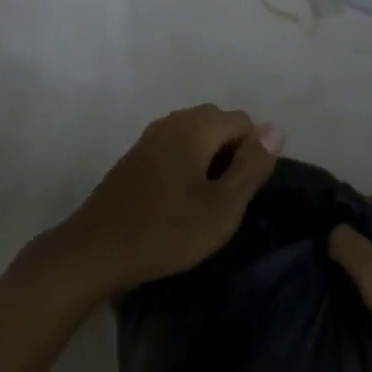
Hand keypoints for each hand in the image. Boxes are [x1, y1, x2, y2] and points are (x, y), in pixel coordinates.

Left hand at [48, 105, 281, 302]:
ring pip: (194, 135)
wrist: (96, 250)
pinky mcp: (134, 157)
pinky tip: (180, 200)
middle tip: (228, 198)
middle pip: (217, 122)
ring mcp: (149, 138)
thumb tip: (275, 129)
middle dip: (232, 152)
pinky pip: (174, 147)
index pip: (243, 120)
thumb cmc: (167, 231)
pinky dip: (187, 165)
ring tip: (206, 202)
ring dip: (209, 160)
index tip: (244, 192)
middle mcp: (172, 122)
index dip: (254, 152)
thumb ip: (252, 165)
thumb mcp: (222, 206)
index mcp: (195, 127)